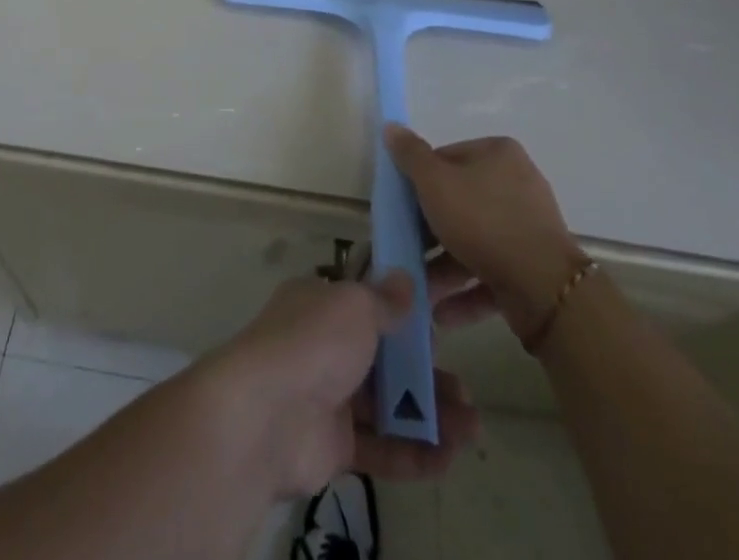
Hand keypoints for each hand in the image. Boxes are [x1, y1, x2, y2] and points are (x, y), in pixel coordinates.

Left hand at [201, 272, 479, 498]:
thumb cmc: (314, 342)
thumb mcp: (354, 305)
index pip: (370, 302)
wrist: (266, 414)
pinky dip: (414, 454)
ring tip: (472, 429)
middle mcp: (324, 346)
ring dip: (430, 416)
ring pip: (388, 405)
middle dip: (427, 374)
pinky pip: (380, 447)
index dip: (407, 313)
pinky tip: (448, 458)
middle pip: (385, 359)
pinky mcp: (333, 445)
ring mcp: (328, 397)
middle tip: (467, 392)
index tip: (445, 323)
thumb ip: (385, 299)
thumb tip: (406, 281)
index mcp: (323, 304)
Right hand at [385, 124, 586, 335]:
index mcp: (498, 154)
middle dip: (430, 233)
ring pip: (474, 242)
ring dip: (444, 267)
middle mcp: (517, 184)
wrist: (544, 288)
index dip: (420, 182)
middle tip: (407, 250)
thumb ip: (410, 156)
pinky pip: (491, 273)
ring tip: (419, 291)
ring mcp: (529, 228)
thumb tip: (391, 126)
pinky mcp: (534, 269)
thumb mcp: (434, 182)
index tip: (403, 208)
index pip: (446, 159)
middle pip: (460, 202)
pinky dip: (466, 290)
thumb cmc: (482, 220)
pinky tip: (440, 313)